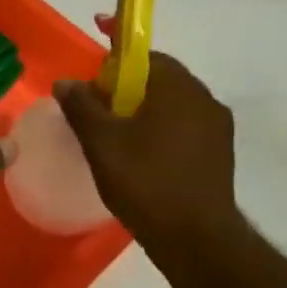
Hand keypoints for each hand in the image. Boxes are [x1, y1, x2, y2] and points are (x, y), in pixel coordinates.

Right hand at [54, 54, 241, 265]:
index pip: (145, 54)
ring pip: (171, 105)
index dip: (116, 51)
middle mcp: (205, 99)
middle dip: (125, 86)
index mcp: (178, 87)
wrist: (195, 238)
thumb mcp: (102, 142)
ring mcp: (217, 128)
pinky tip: (137, 156)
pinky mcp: (219, 154)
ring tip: (112, 136)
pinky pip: (182, 128)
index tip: (96, 49)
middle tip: (95, 107)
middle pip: (158, 79)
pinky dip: (158, 130)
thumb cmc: (144, 182)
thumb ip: (82, 107)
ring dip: (141, 110)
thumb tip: (67, 81)